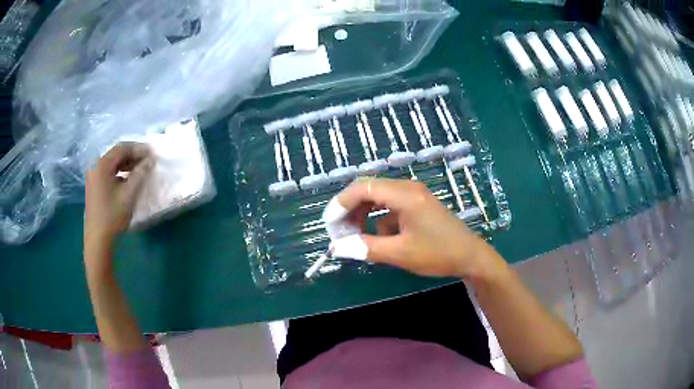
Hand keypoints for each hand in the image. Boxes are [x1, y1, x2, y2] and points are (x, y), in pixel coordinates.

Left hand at [84, 142, 152, 248]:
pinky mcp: (94, 185)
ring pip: (113, 163)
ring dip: (127, 164)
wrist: (98, 239)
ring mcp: (93, 175)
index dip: (138, 148)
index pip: (122, 148)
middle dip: (133, 155)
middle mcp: (96, 166)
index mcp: (102, 164)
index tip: (152, 154)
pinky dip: (120, 172)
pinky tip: (129, 179)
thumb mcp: (129, 194)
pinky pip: (109, 171)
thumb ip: (140, 173)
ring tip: (141, 169)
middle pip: (116, 154)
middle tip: (148, 161)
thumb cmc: (112, 215)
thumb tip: (150, 160)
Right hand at [328, 179, 502, 279]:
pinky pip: (389, 207)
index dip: (341, 203)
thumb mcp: (400, 254)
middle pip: (368, 190)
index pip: (362, 188)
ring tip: (355, 237)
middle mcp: (407, 189)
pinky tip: (380, 240)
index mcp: (404, 195)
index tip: (330, 224)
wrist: (470, 256)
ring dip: (363, 216)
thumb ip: (367, 248)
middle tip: (340, 233)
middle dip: (350, 210)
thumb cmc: (438, 253)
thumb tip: (337, 248)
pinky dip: (378, 220)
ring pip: (377, 199)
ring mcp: (413, 196)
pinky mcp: (416, 206)